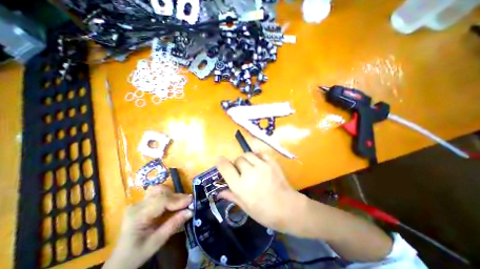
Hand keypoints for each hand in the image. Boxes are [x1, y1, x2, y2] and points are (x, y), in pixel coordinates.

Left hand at [104, 185, 192, 268]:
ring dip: (172, 194)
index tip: (191, 201)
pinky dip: (168, 195)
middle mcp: (137, 206)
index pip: (161, 201)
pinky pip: (158, 193)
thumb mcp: (157, 242)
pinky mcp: (142, 202)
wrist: (120, 259)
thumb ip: (174, 224)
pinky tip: (173, 202)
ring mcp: (138, 202)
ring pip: (159, 189)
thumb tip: (191, 211)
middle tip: (188, 203)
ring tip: (180, 203)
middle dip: (177, 196)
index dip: (178, 200)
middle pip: (160, 192)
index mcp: (137, 217)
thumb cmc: (137, 253)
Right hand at [218, 153, 306, 233]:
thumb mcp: (245, 207)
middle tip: (241, 170)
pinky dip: (257, 156)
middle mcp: (249, 173)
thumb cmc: (264, 212)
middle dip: (237, 164)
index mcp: (240, 186)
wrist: (288, 208)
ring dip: (246, 159)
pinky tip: (258, 162)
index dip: (220, 161)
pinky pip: (260, 153)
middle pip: (238, 159)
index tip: (219, 159)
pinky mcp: (271, 162)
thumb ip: (232, 196)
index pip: (225, 167)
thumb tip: (219, 192)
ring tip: (250, 165)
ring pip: (248, 154)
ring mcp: (262, 166)